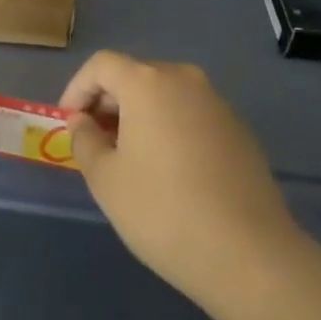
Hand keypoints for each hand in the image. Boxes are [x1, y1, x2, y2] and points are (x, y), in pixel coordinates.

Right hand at [60, 51, 304, 310]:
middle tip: (95, 143)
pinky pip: (191, 114)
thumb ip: (85, 142)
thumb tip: (82, 121)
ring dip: (140, 116)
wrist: (250, 254)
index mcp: (147, 82)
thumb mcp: (107, 181)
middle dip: (108, 103)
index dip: (78, 89)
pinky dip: (171, 128)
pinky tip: (171, 171)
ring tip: (130, 159)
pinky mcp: (238, 128)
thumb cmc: (165, 212)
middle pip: (135, 75)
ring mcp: (216, 101)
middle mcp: (183, 78)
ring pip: (165, 94)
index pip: (101, 65)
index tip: (69, 124)